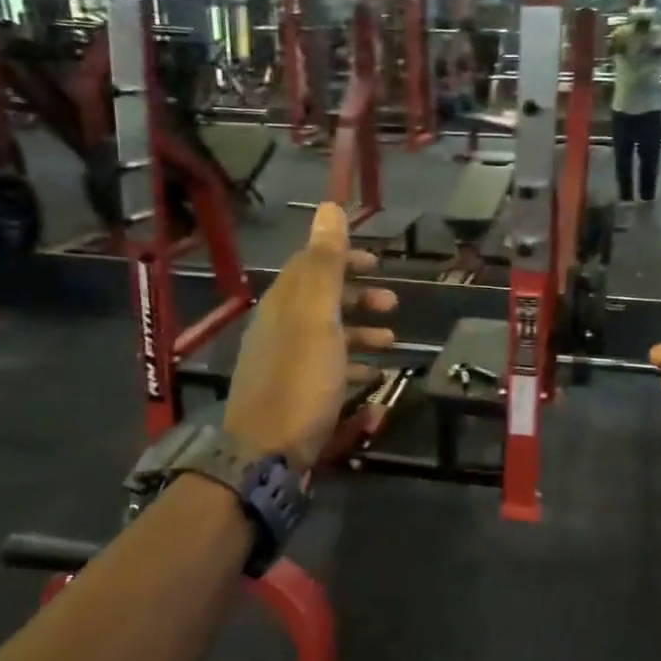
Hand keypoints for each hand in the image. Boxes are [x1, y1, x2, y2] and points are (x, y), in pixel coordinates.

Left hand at [224, 204, 396, 469]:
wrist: (266, 453)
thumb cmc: (300, 380)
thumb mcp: (317, 317)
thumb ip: (325, 264)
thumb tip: (328, 207)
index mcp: (283, 304)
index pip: (310, 265)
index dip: (344, 259)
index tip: (378, 264)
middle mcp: (279, 328)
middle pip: (321, 300)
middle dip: (359, 297)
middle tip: (394, 304)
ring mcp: (284, 363)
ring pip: (327, 335)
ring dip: (360, 332)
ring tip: (391, 342)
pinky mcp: (293, 394)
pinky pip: (327, 368)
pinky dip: (352, 365)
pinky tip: (373, 378)